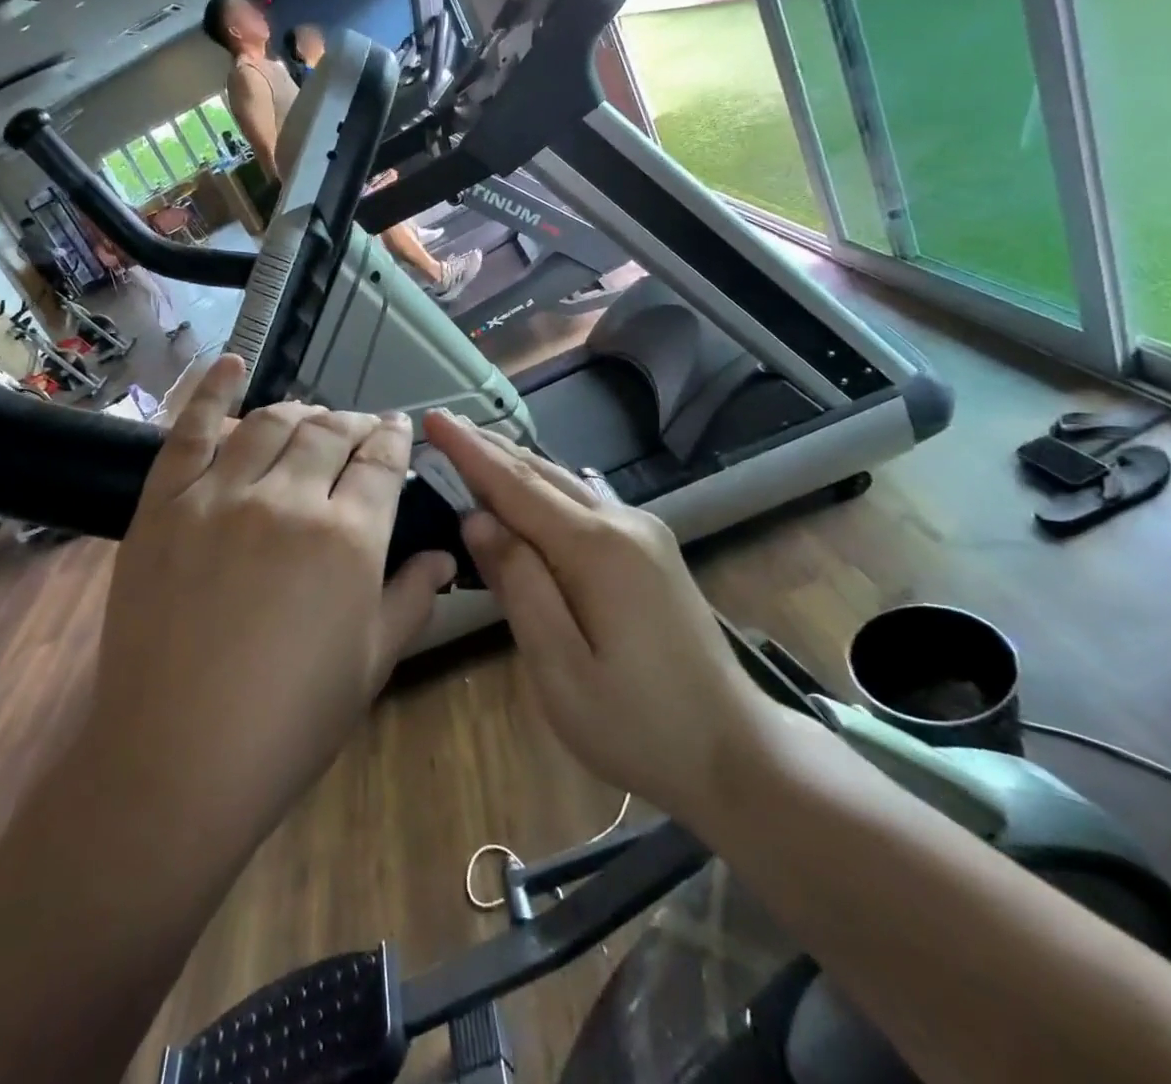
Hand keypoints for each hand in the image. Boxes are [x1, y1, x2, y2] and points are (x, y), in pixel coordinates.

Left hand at [92, 356, 454, 836]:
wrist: (177, 757)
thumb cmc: (290, 721)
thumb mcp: (372, 664)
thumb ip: (412, 597)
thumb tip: (444, 554)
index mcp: (348, 538)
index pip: (380, 462)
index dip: (394, 440)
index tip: (398, 431)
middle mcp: (288, 500)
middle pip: (331, 433)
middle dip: (354, 424)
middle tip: (360, 431)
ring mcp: (220, 495)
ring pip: (272, 423)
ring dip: (301, 412)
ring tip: (312, 418)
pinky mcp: (165, 504)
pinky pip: (191, 430)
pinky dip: (214, 390)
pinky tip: (231, 364)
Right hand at [422, 412, 768, 826]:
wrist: (737, 753)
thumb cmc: (637, 723)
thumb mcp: (560, 667)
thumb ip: (519, 585)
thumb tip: (478, 520)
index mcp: (595, 549)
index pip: (516, 485)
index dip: (470, 452)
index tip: (433, 417)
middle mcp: (622, 524)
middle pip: (541, 474)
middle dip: (488, 448)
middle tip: (442, 423)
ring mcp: (643, 534)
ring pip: (565, 484)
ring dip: (515, 465)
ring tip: (472, 446)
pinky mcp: (651, 551)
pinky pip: (585, 503)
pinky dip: (544, 489)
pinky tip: (527, 490)